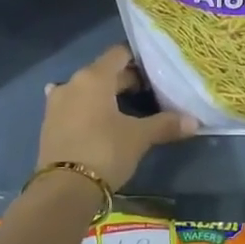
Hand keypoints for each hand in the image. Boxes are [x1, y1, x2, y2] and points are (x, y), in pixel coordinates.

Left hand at [37, 44, 196, 189]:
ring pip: (86, 89)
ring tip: (123, 108)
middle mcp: (72, 83)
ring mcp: (56, 103)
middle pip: (103, 72)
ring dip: (103, 95)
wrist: (63, 189)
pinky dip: (85, 109)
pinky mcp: (49, 124)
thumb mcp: (139, 137)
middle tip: (148, 93)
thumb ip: (165, 124)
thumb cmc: (105, 151)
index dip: (138, 59)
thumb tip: (194, 121)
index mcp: (94, 77)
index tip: (154, 71)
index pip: (119, 54)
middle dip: (124, 80)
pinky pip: (72, 107)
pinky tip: (94, 119)